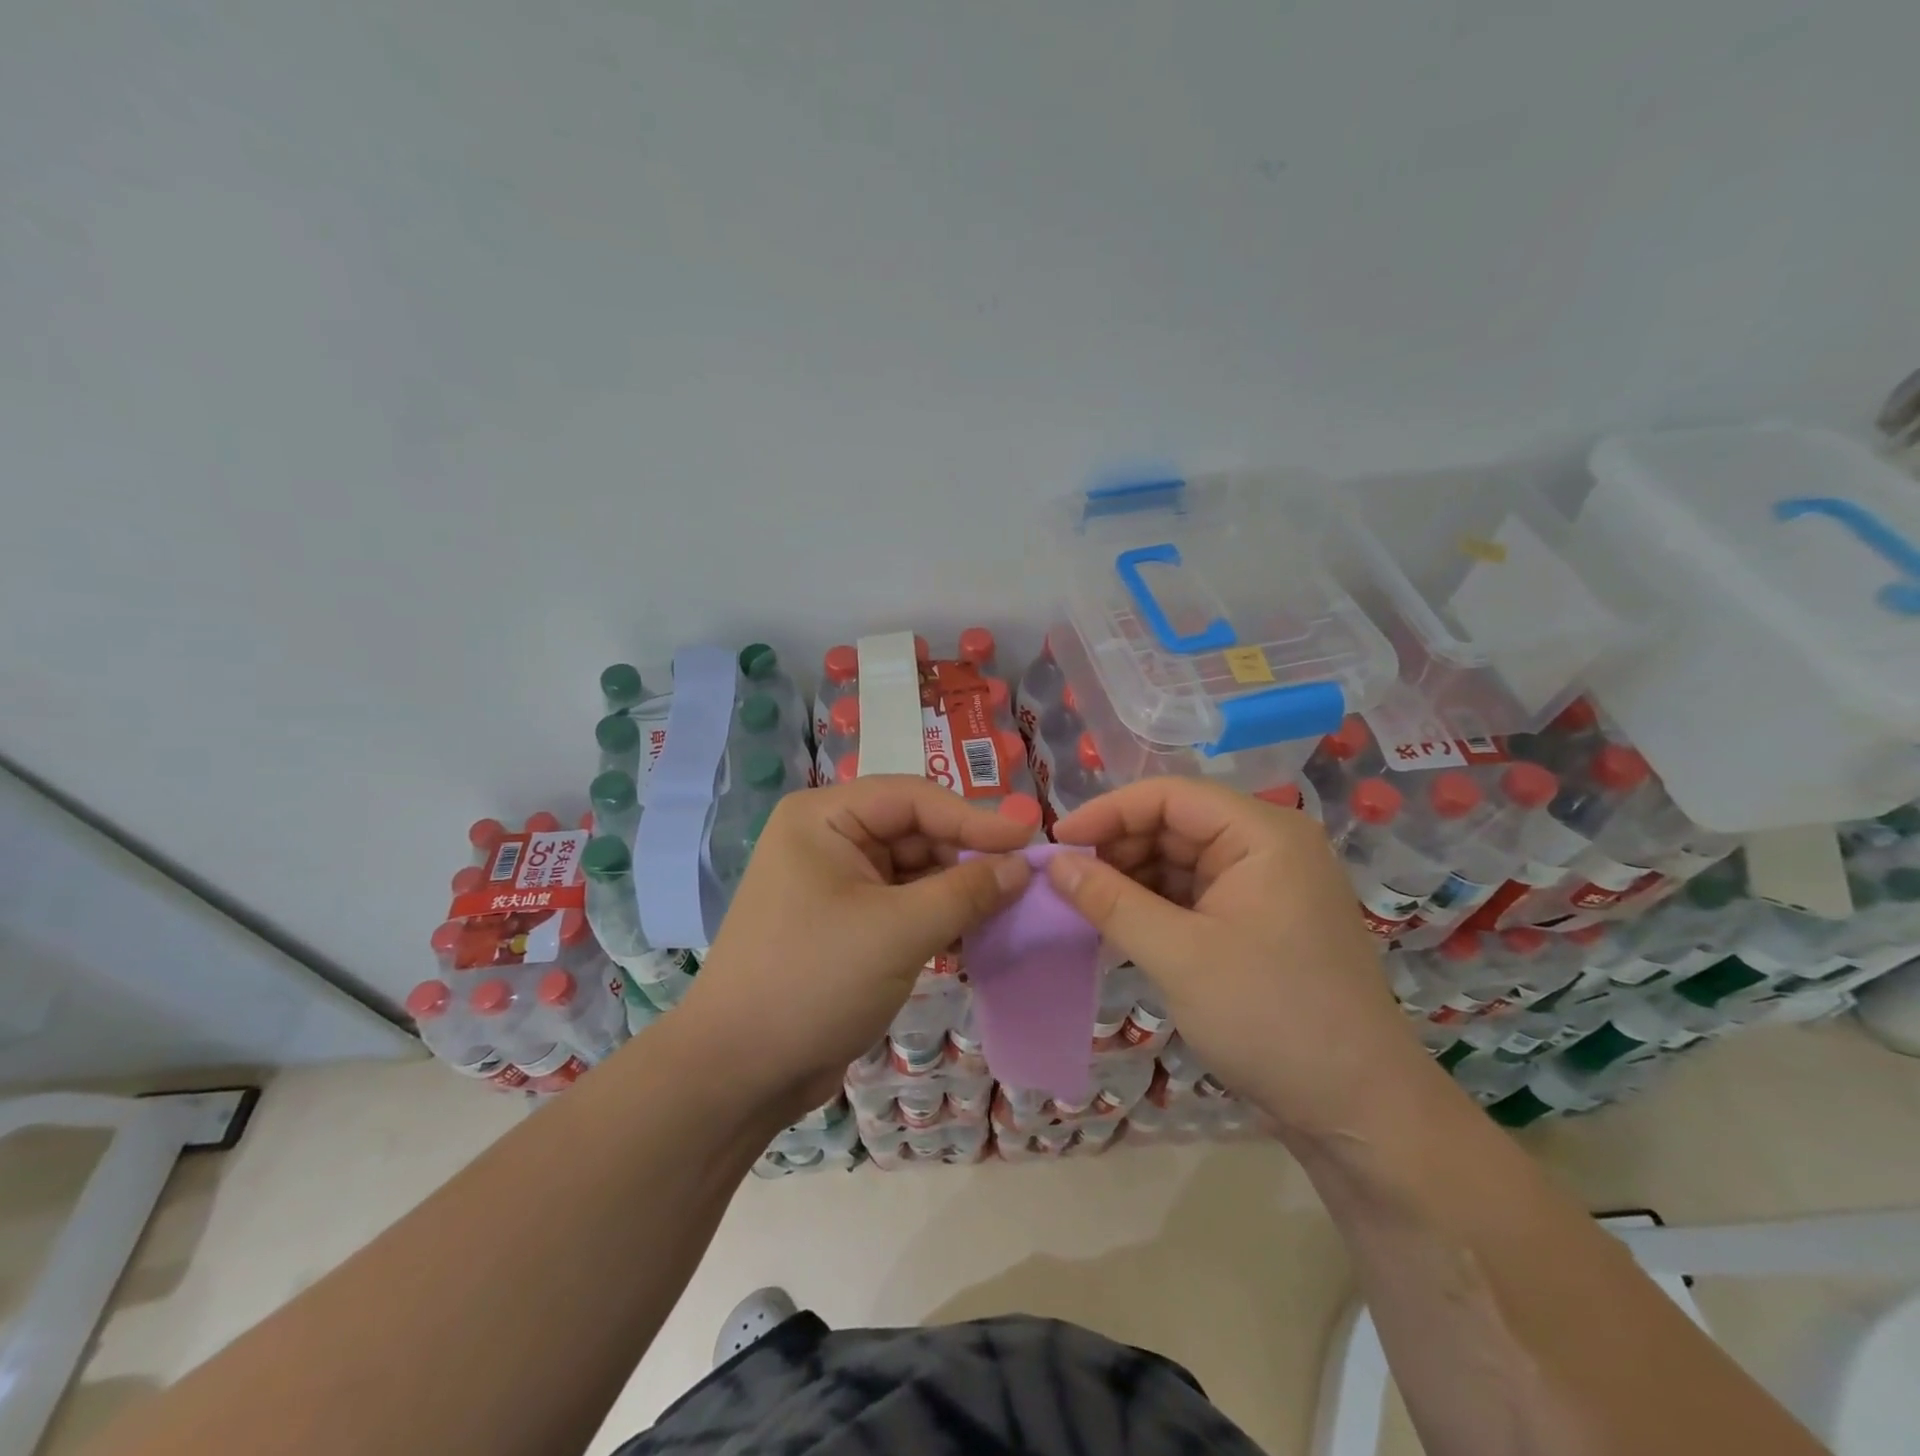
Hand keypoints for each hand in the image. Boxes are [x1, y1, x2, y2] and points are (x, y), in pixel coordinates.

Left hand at [679, 775, 1032, 1126]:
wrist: (738, 1073)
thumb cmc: (813, 981)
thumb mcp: (898, 931)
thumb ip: (966, 891)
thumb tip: (1023, 866)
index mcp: (824, 817)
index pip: (913, 798)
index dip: (975, 816)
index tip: (1030, 838)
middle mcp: (828, 839)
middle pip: (914, 831)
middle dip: (967, 856)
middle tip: (1024, 881)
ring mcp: (835, 883)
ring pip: (913, 870)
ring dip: (957, 889)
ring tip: (1009, 907)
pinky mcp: (845, 924)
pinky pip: (902, 904)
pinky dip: (937, 916)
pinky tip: (974, 933)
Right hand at [1046, 777, 1431, 1140]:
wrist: (1359, 1110)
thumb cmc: (1271, 1018)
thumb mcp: (1179, 956)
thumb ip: (1110, 902)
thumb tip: (1054, 863)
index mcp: (1263, 834)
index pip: (1170, 795)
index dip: (1108, 812)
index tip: (1058, 843)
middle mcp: (1268, 846)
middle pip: (1175, 823)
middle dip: (1118, 848)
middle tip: (1066, 882)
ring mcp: (1266, 883)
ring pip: (1180, 859)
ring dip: (1132, 879)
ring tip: (1085, 906)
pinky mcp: (1260, 919)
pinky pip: (1194, 893)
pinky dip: (1155, 905)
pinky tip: (1120, 926)